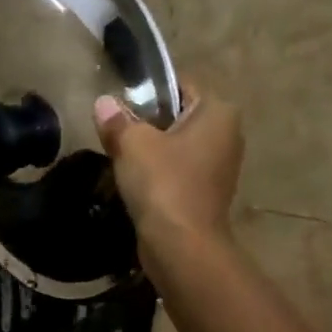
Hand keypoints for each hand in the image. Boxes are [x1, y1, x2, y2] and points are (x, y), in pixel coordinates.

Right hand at [93, 82, 243, 245]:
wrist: (181, 245)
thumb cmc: (163, 183)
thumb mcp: (132, 144)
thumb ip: (117, 120)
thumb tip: (104, 103)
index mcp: (218, 112)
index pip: (180, 86)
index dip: (148, 91)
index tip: (119, 104)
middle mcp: (227, 135)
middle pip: (178, 117)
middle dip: (147, 123)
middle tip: (114, 131)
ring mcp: (220, 167)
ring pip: (176, 146)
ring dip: (150, 151)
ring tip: (118, 156)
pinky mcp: (207, 194)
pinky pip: (177, 172)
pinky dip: (157, 174)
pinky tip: (133, 182)